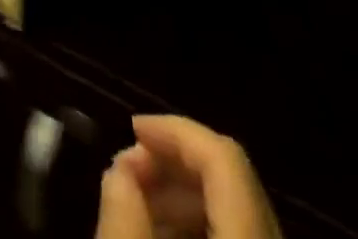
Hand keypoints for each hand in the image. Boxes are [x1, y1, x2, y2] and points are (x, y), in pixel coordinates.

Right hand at [96, 115, 278, 238]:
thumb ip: (124, 223)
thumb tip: (119, 172)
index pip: (225, 158)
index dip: (176, 131)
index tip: (131, 129)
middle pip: (232, 181)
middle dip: (173, 164)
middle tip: (125, 174)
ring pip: (236, 212)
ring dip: (182, 197)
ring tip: (135, 206)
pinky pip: (238, 237)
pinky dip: (200, 228)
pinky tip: (162, 235)